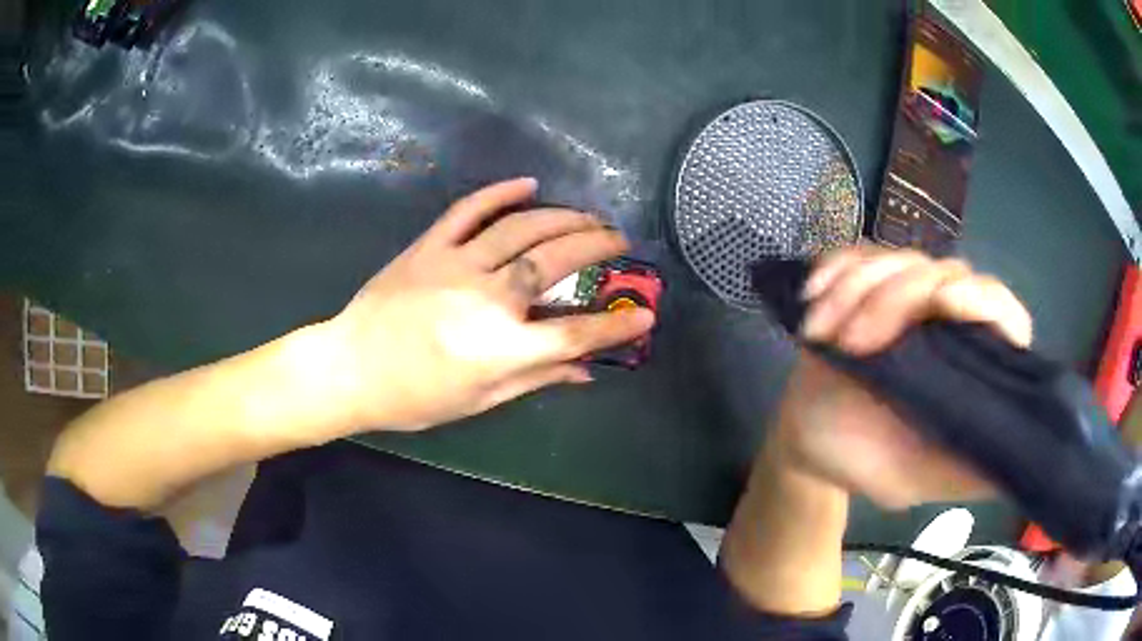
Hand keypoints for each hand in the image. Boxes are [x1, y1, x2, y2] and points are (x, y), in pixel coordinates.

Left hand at [325, 178, 654, 431]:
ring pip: (522, 228)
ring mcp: (456, 263)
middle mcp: (486, 297)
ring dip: (563, 217)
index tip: (646, 315)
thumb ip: (536, 378)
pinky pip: (468, 210)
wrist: (350, 368)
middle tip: (621, 240)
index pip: (574, 333)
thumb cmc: (415, 397)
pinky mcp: (429, 246)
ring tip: (590, 215)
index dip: (616, 326)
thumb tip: (585, 370)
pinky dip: (500, 193)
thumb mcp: (480, 400)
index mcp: (499, 347)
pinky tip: (528, 184)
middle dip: (598, 246)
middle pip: (556, 262)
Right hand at [770, 245, 1032, 508]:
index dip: (983, 300)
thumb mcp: (915, 480)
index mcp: (969, 366)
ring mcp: (908, 298)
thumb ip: (961, 472)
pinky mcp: (869, 284)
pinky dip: (833, 270)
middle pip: (944, 273)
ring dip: (853, 290)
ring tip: (820, 333)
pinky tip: (813, 298)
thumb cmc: (864, 463)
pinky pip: (857, 255)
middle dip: (894, 298)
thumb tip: (1017, 463)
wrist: (809, 440)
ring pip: (897, 259)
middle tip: (852, 344)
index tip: (944, 304)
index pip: (1003, 314)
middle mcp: (948, 322)